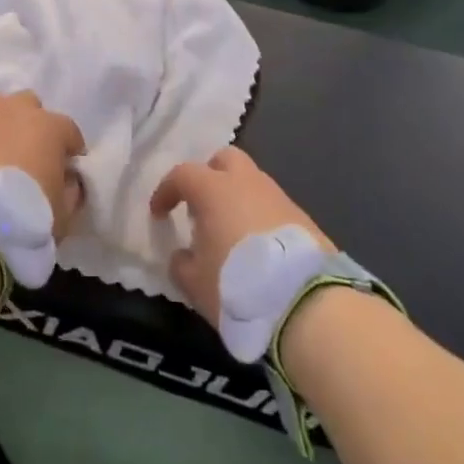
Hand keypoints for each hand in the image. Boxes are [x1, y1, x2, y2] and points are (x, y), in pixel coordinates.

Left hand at [0, 91, 86, 237]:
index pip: (68, 130)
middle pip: (28, 105)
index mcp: (48, 128)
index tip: (66, 170)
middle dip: (30, 125)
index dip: (69, 149)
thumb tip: (69, 181)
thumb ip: (71, 191)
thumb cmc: (25, 223)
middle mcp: (12, 111)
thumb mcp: (64, 217)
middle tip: (27, 157)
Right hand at [150, 147, 331, 324]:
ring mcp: (278, 196)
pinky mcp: (302, 217)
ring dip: (237, 198)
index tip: (158, 213)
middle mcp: (246, 181)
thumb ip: (181, 263)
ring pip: (251, 182)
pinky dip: (260, 217)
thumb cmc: (238, 286)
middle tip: (201, 207)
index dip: (166, 191)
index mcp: (213, 189)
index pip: (182, 175)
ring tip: (231, 232)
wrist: (305, 303)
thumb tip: (183, 255)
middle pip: (224, 160)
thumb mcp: (195, 283)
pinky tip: (259, 248)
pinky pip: (272, 206)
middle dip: (209, 176)